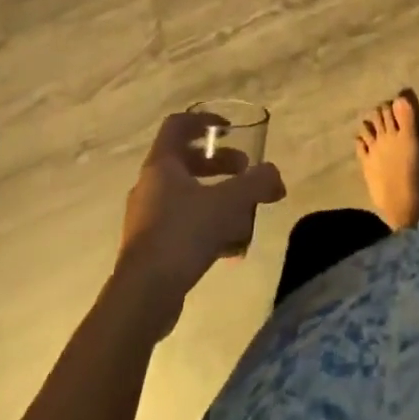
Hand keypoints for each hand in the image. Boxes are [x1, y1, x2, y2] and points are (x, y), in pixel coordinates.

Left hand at [115, 112, 286, 330]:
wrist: (142, 299)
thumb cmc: (182, 234)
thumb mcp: (229, 203)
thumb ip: (257, 184)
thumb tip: (276, 178)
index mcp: (161, 165)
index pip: (177, 125)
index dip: (204, 120)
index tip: (228, 129)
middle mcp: (150, 187)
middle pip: (186, 161)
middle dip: (219, 163)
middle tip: (244, 170)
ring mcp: (146, 219)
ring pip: (186, 196)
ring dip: (216, 197)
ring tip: (243, 212)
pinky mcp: (149, 250)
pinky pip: (183, 226)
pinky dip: (207, 228)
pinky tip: (231, 248)